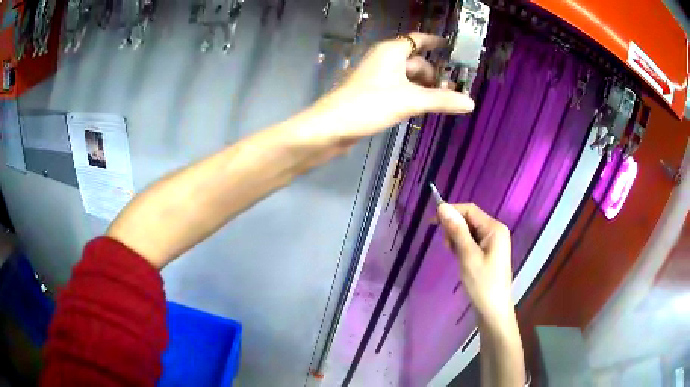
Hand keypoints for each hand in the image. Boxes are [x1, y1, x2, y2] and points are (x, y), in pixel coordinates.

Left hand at [315, 33, 474, 139]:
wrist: (331, 127)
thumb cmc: (369, 105)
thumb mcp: (410, 101)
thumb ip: (441, 100)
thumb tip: (471, 103)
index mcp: (391, 51)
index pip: (417, 39)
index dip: (434, 41)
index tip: (450, 46)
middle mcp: (383, 60)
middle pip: (414, 61)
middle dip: (433, 73)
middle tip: (453, 89)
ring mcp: (375, 77)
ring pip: (406, 77)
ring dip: (424, 87)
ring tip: (442, 101)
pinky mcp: (370, 94)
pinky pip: (397, 89)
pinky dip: (411, 95)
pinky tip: (421, 107)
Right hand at [437, 203, 513, 324]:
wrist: (493, 311)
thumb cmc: (482, 284)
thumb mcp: (468, 256)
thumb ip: (456, 230)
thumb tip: (442, 206)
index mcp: (494, 228)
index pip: (469, 209)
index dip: (450, 212)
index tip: (432, 223)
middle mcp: (495, 231)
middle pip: (469, 219)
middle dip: (454, 228)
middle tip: (447, 247)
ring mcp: (493, 242)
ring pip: (469, 231)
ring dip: (457, 239)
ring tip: (455, 256)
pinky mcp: (489, 252)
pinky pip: (472, 241)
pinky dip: (462, 247)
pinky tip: (460, 259)